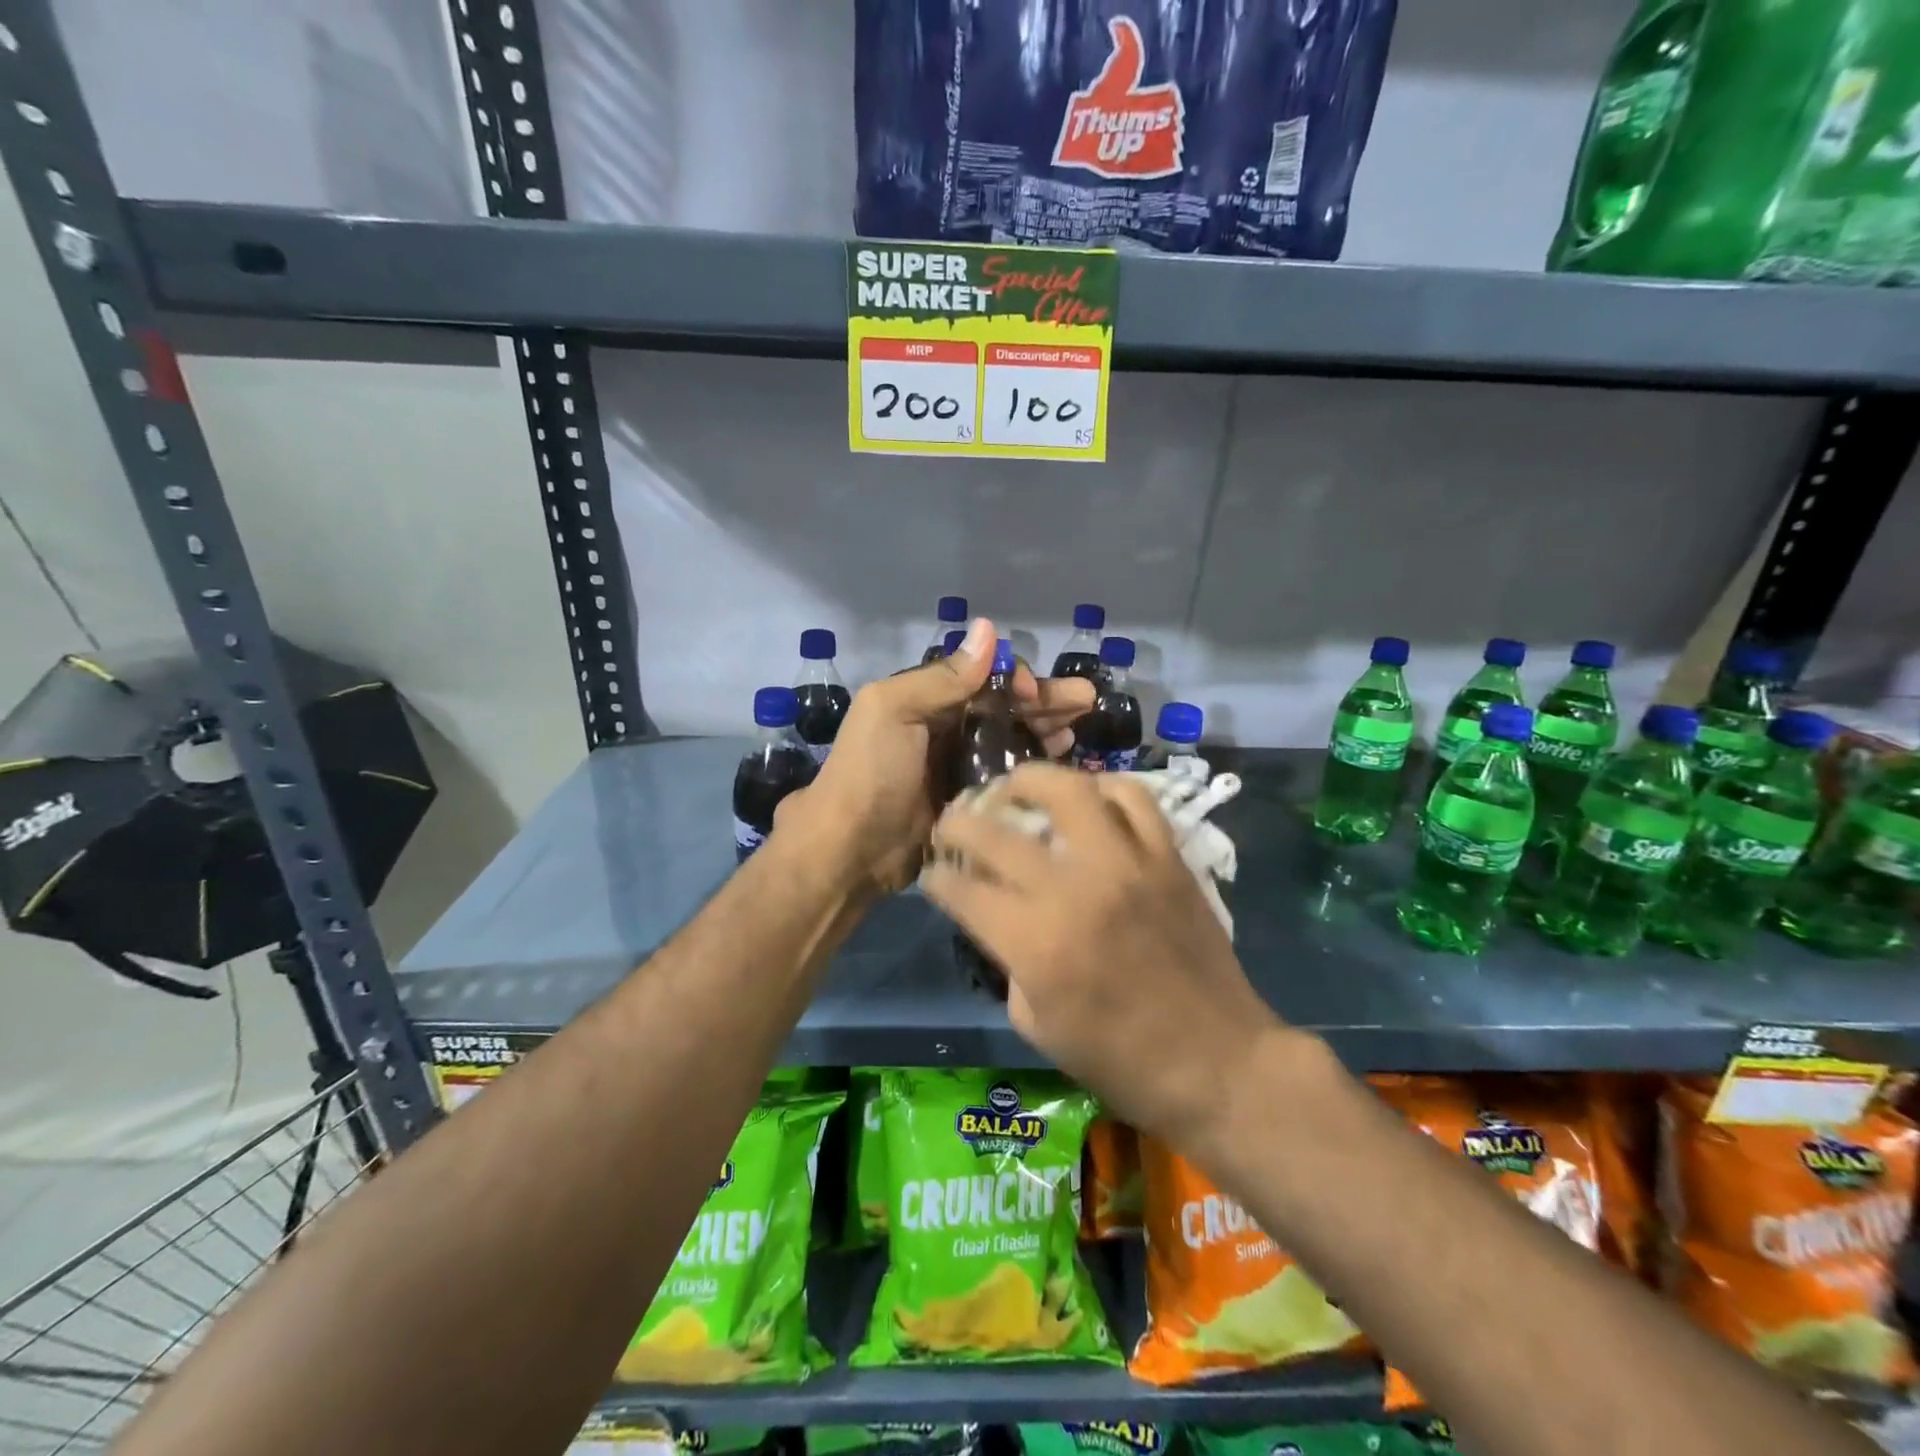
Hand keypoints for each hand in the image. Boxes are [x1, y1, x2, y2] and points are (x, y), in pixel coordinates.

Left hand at [779, 619, 1094, 897]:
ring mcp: (958, 766)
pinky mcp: (970, 801)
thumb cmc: (872, 772)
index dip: (1014, 679)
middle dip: (1045, 700)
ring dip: (1045, 730)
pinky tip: (1062, 764)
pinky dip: (1034, 767)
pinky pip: (1008, 776)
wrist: (852, 849)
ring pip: (1011, 740)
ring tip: (1078, 732)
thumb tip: (988, 628)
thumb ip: (942, 676)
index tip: (1036, 692)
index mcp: (925, 700)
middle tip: (1087, 701)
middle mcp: (945, 728)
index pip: (982, 678)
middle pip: (1004, 707)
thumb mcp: (894, 711)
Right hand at [921, 762, 1288, 1151]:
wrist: (1217, 1063)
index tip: (933, 874)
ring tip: (1015, 788)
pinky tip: (1087, 800)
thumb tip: (999, 917)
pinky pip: (1134, 799)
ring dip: (1029, 780)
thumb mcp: (1037, 1024)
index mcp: (1035, 943)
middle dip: (958, 823)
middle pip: (996, 832)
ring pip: (1069, 790)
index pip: (964, 890)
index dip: (938, 879)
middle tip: (952, 824)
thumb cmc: (1121, 1061)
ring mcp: (1126, 865)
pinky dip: (1104, 789)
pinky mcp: (1167, 858)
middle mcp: (1074, 889)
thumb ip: (1008, 960)